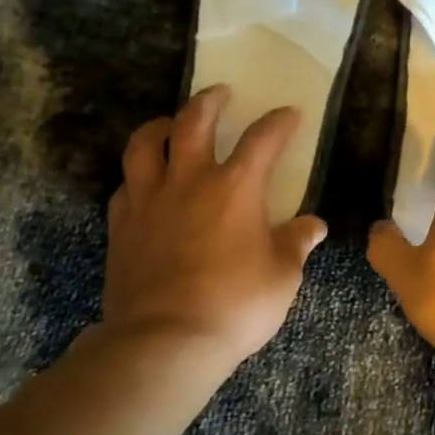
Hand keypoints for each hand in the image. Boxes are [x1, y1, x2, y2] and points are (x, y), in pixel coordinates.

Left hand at [93, 85, 326, 378]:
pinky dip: (138, 176)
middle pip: (194, 121)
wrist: (164, 342)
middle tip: (220, 93)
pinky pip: (125, 186)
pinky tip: (146, 184)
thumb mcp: (282, 276)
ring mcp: (149, 200)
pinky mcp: (121, 226)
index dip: (279, 122)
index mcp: (236, 187)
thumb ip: (297, 244)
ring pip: (144, 144)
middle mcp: (190, 180)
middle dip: (210, 101)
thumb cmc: (235, 305)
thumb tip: (314, 226)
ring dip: (160, 126)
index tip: (289, 113)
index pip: (263, 139)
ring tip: (170, 124)